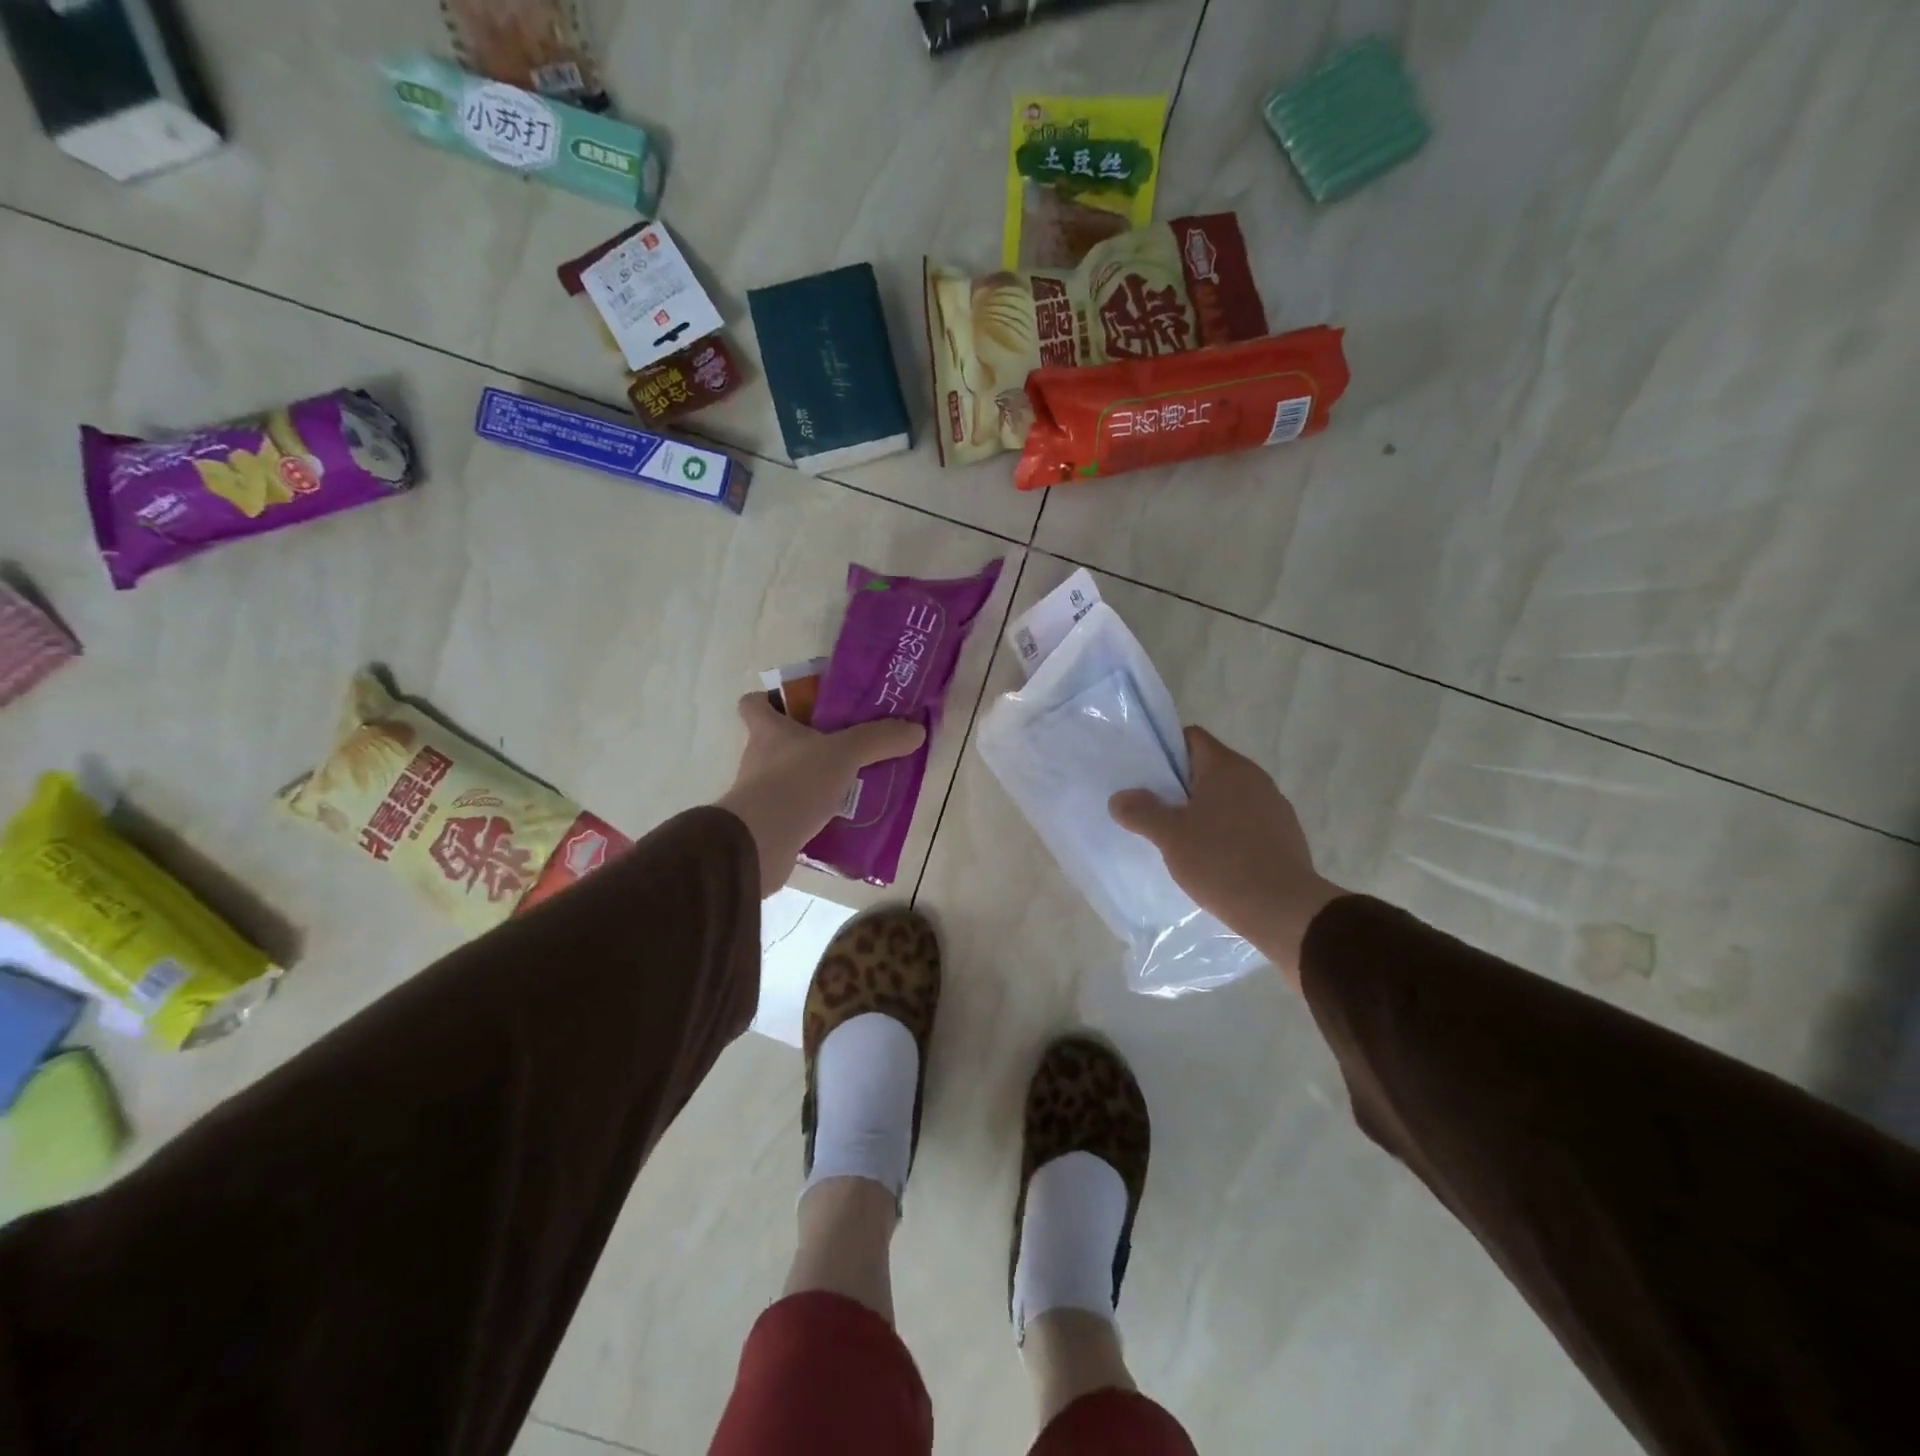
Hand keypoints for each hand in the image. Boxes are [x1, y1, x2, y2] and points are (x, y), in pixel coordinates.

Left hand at [716, 692, 924, 896]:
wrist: (759, 845)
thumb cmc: (795, 784)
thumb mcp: (845, 754)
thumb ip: (879, 739)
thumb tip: (916, 730)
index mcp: (769, 731)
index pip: (754, 703)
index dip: (771, 698)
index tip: (801, 703)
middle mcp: (759, 759)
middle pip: (778, 741)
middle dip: (810, 743)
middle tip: (847, 746)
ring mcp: (761, 795)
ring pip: (791, 779)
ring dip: (817, 781)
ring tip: (855, 785)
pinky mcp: (769, 826)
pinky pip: (797, 813)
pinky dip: (817, 815)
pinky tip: (847, 820)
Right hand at [1109, 726, 1342, 990]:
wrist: (1284, 909)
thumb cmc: (1221, 861)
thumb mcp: (1170, 836)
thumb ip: (1141, 811)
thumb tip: (1120, 798)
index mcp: (1227, 767)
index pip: (1192, 738)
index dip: (1166, 751)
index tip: (1146, 777)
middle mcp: (1255, 778)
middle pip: (1208, 768)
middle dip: (1180, 787)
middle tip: (1155, 811)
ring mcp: (1274, 806)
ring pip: (1228, 798)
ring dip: (1204, 812)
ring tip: (1181, 840)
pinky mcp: (1285, 836)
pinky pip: (1246, 823)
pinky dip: (1226, 833)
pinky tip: (1213, 861)